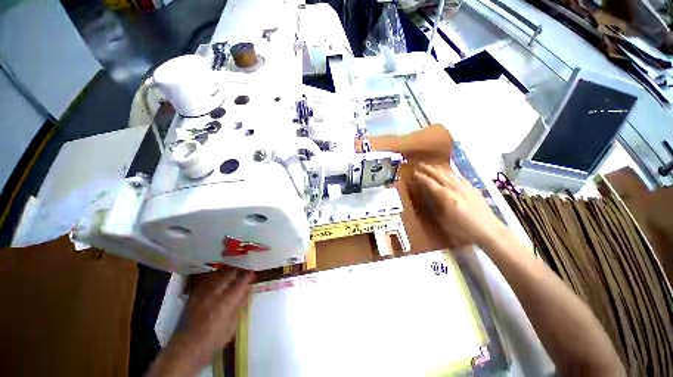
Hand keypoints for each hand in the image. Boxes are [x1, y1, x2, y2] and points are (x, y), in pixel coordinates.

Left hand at [149, 268, 253, 375]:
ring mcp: (204, 293)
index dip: (248, 275)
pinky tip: (218, 279)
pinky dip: (216, 278)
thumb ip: (239, 306)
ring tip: (232, 271)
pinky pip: (208, 281)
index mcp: (227, 301)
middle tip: (243, 270)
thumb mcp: (233, 325)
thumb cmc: (215, 339)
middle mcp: (216, 293)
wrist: (188, 347)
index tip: (252, 273)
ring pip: (218, 275)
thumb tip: (245, 293)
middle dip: (238, 271)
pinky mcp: (195, 295)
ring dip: (227, 272)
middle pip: (229, 274)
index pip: (241, 282)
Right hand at [413, 163, 504, 247]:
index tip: (414, 173)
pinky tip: (450, 174)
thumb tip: (427, 196)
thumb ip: (434, 206)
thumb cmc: (462, 229)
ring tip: (432, 167)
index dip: (420, 177)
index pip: (429, 182)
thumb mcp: (442, 220)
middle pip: (438, 174)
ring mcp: (464, 187)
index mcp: (444, 195)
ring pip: (449, 174)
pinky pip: (459, 177)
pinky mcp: (473, 188)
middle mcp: (453, 187)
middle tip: (420, 165)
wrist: (488, 231)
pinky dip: (451, 174)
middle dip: (428, 169)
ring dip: (438, 169)